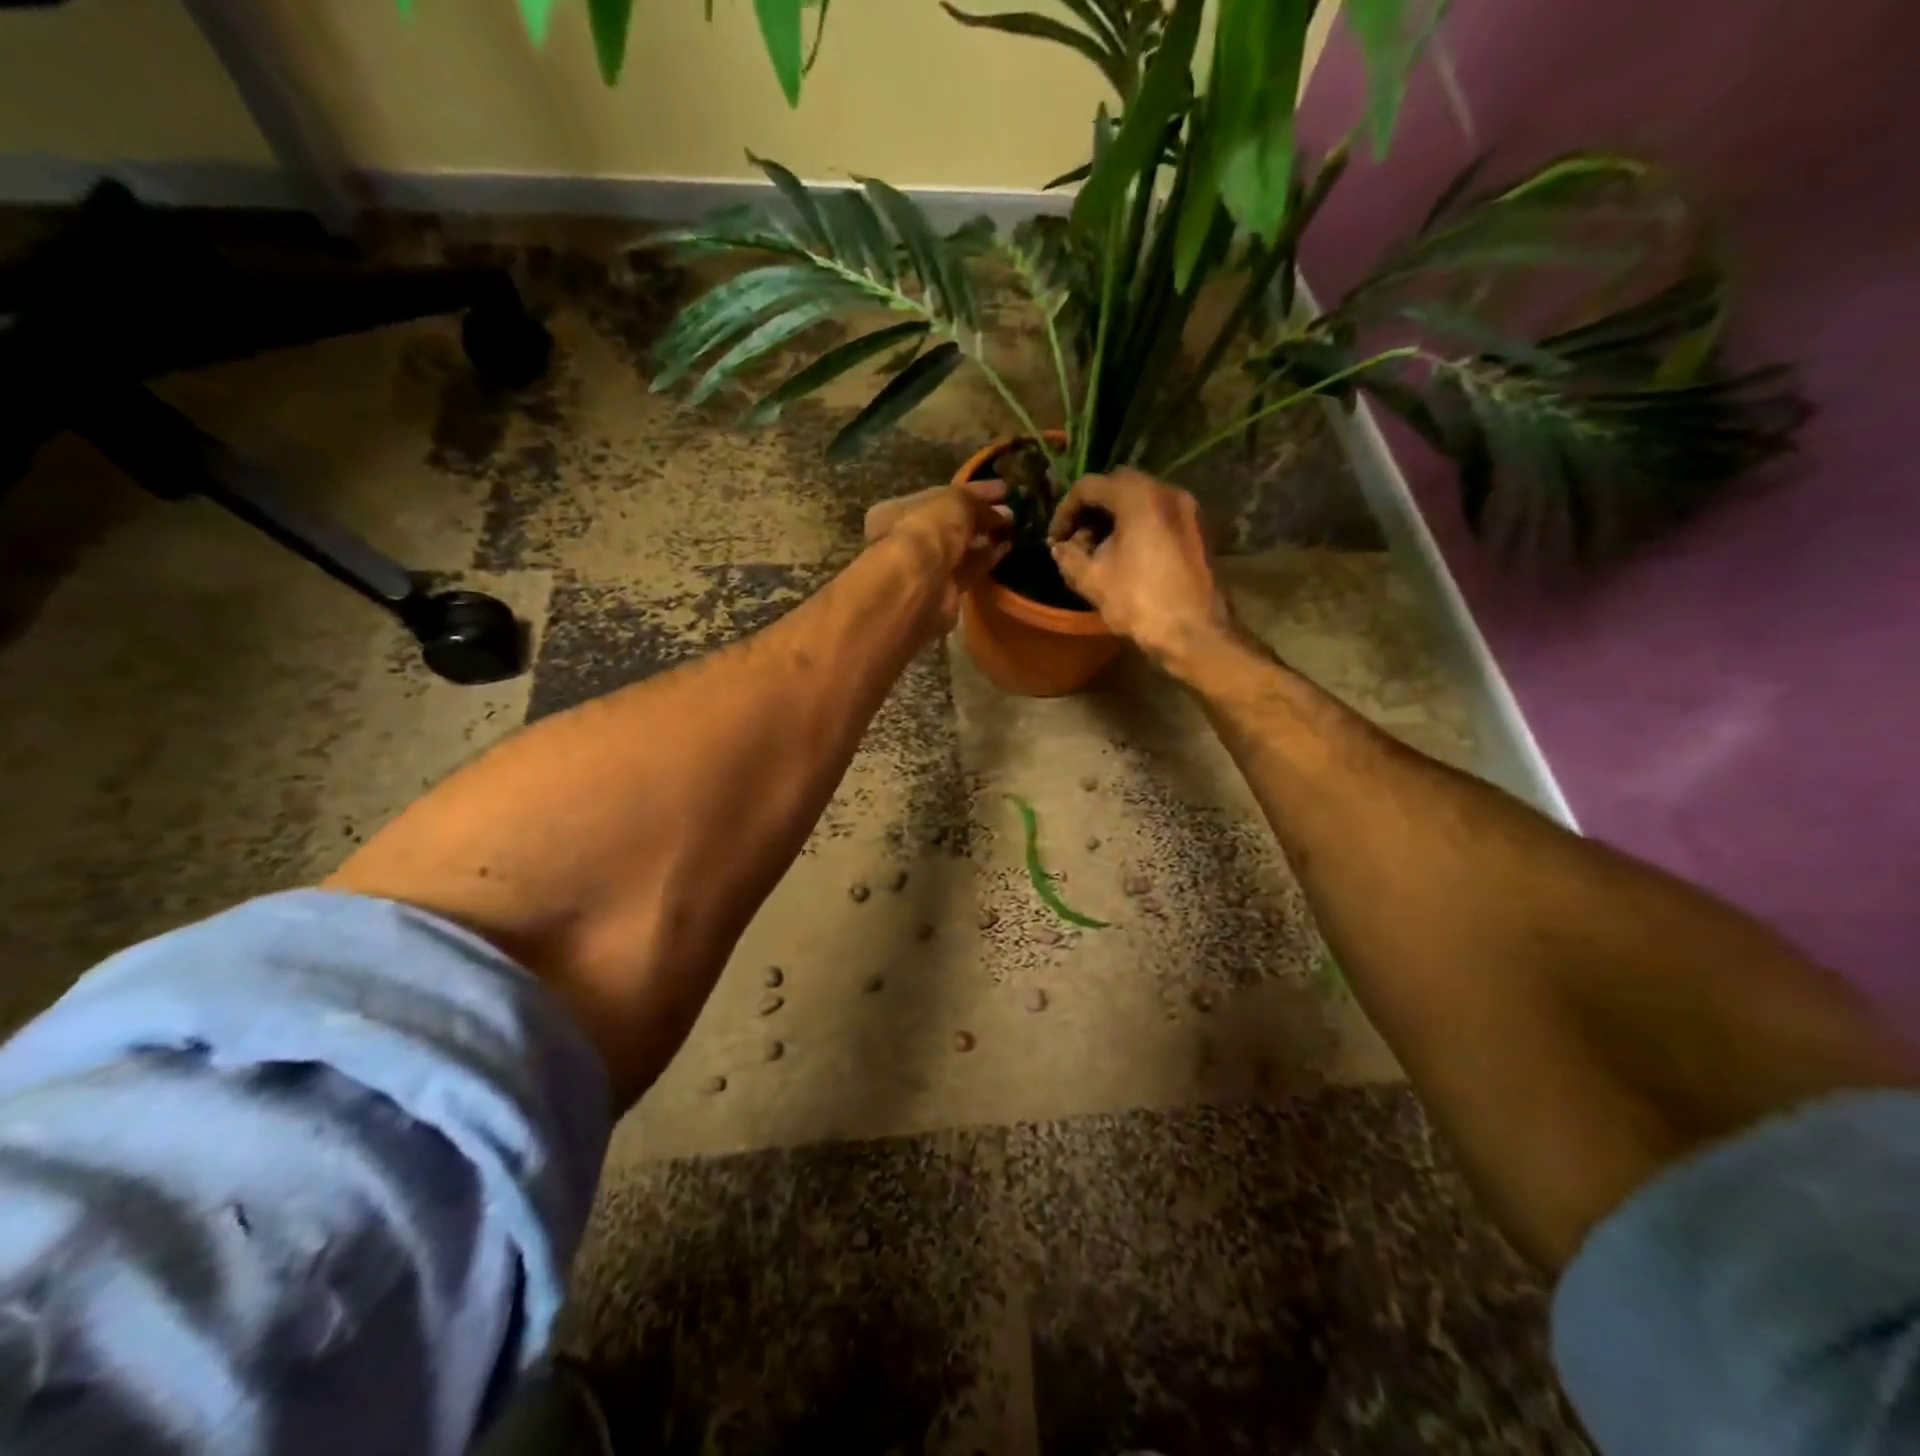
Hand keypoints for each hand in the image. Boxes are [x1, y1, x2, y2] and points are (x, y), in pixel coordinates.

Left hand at [864, 479, 1012, 630]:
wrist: (920, 584)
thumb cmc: (928, 530)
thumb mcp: (955, 502)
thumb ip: (976, 503)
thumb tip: (1001, 513)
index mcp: (898, 511)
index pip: (939, 496)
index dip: (972, 491)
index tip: (1002, 489)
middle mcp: (907, 539)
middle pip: (948, 524)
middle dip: (978, 516)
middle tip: (1009, 510)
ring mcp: (924, 567)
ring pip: (958, 548)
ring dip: (984, 536)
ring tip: (1012, 527)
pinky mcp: (943, 591)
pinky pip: (967, 570)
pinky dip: (986, 558)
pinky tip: (1006, 547)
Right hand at [1048, 467, 1233, 667]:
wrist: (1195, 633)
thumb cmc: (1141, 603)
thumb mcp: (1093, 581)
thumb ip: (1069, 556)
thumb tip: (1059, 547)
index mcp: (1139, 498)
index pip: (1090, 487)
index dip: (1065, 511)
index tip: (1055, 539)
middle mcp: (1168, 491)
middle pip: (1117, 486)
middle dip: (1091, 511)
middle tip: (1075, 541)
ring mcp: (1188, 509)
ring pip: (1140, 500)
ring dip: (1114, 518)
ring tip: (1097, 551)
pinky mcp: (1198, 528)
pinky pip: (1159, 514)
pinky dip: (1137, 525)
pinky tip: (1125, 555)